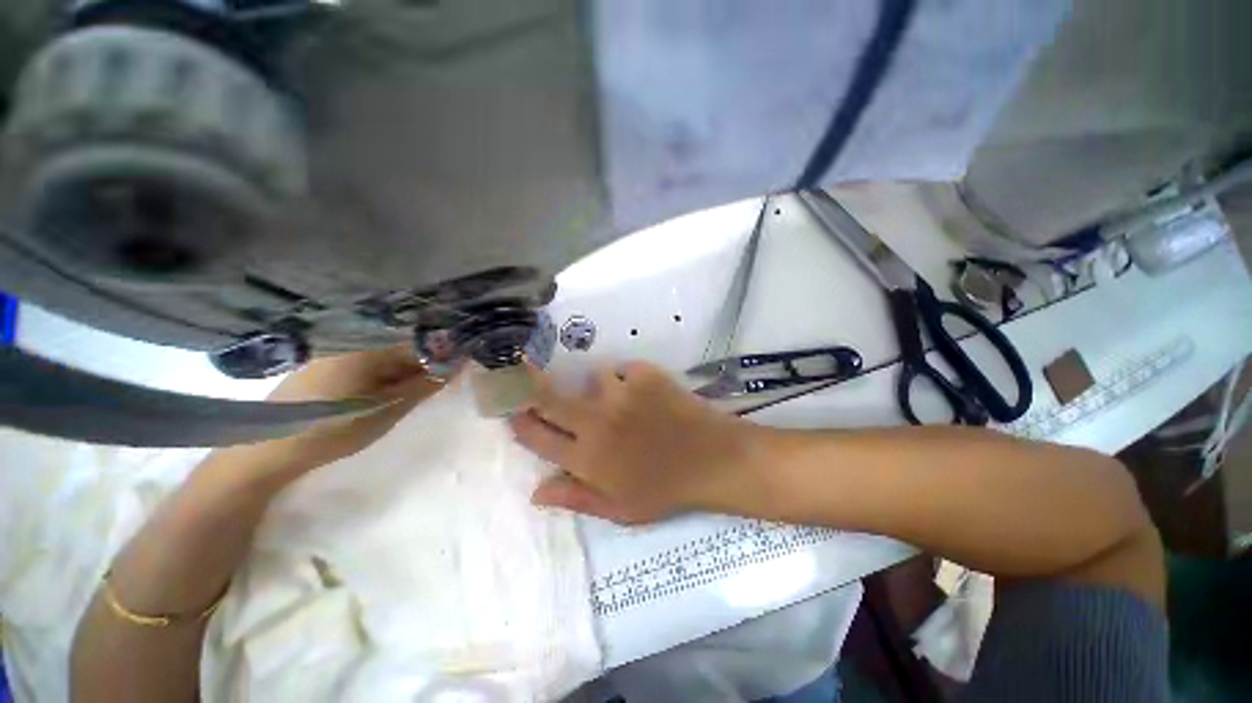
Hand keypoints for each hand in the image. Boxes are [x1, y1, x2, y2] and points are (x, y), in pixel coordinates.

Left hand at [215, 345, 444, 478]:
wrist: (267, 448)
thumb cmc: (334, 428)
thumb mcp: (389, 409)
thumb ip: (426, 384)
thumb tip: (459, 362)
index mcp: (369, 347)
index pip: (421, 343)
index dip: (442, 356)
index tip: (457, 371)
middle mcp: (353, 341)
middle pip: (404, 347)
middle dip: (423, 365)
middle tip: (433, 389)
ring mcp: (337, 351)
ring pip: (386, 357)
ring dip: (403, 372)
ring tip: (407, 396)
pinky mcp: (326, 364)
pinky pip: (367, 363)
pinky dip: (382, 376)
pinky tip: (381, 395)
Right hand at [509, 362, 763, 523]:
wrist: (712, 459)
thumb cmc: (665, 489)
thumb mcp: (619, 509)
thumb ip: (575, 498)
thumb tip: (535, 491)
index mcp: (587, 458)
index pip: (538, 437)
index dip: (519, 422)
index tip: (511, 410)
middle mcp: (596, 422)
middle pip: (549, 398)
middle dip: (530, 386)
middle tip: (521, 373)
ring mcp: (621, 394)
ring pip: (591, 378)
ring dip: (597, 388)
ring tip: (618, 400)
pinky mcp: (644, 375)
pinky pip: (623, 369)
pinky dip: (628, 379)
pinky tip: (643, 393)